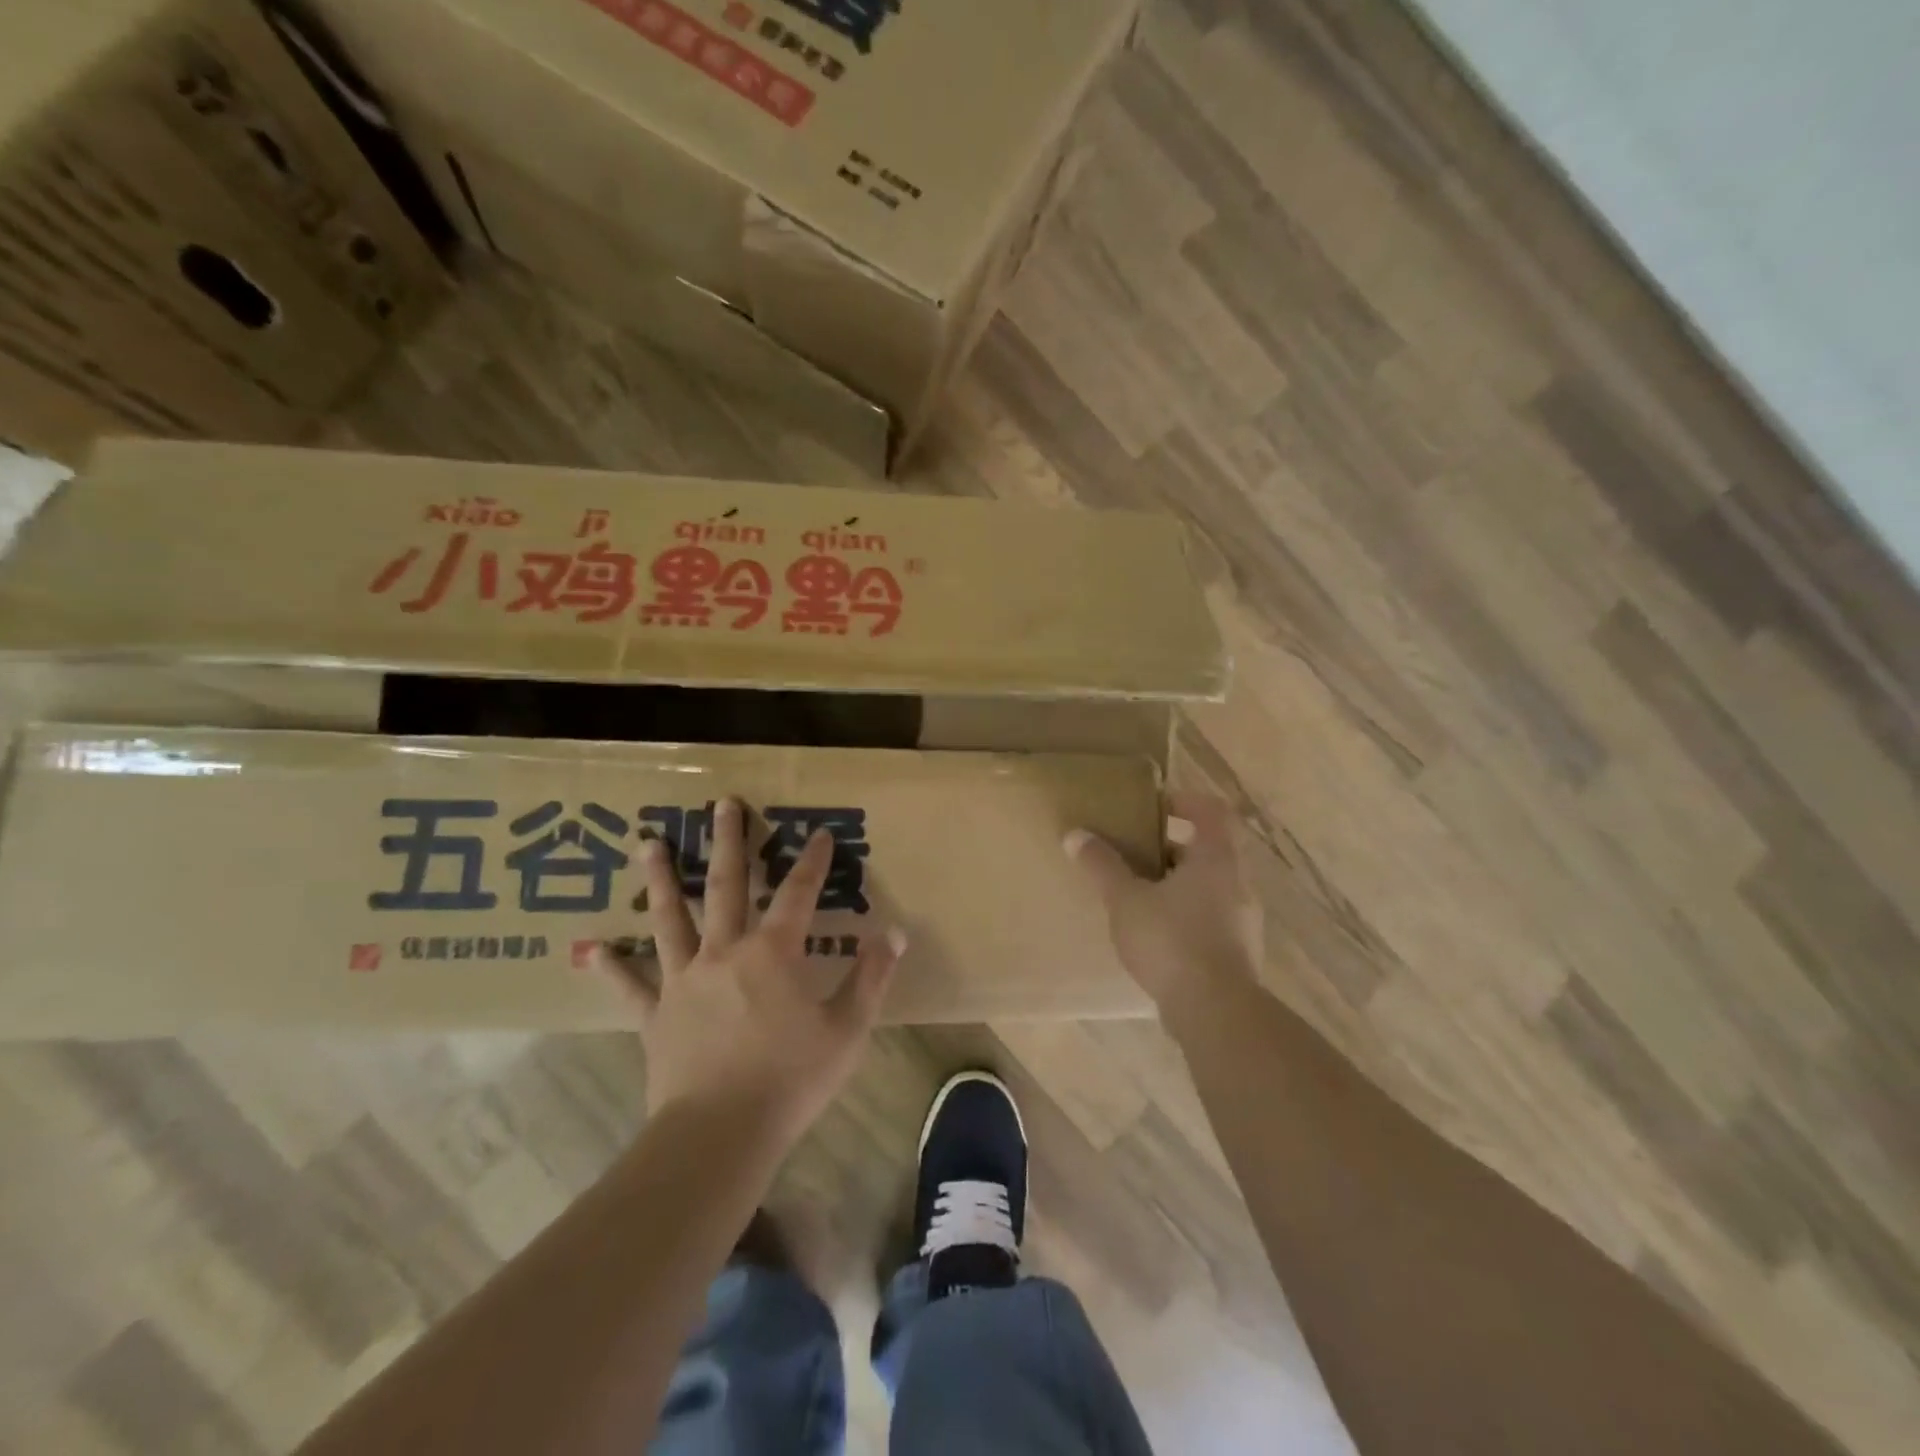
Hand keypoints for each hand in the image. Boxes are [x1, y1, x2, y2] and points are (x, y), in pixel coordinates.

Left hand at [596, 797, 903, 1148]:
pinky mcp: (655, 1014)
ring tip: (648, 843)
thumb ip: (871, 977)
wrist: (719, 1134)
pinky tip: (588, 948)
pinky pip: (629, 984)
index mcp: (772, 953)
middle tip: (721, 805)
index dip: (811, 862)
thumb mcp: (847, 1029)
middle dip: (728, 843)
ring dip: (662, 879)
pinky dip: (609, 965)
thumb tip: (896, 932)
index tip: (819, 833)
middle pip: (727, 886)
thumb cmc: (791, 1080)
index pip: (798, 894)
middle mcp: (724, 952)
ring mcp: (683, 980)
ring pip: (670, 919)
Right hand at [1065, 792, 1261, 1029]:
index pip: (1212, 810)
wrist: (1215, 1011)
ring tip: (1140, 892)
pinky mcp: (1239, 951)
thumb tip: (1075, 835)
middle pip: (1211, 848)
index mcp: (1217, 857)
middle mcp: (1239, 882)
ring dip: (1179, 882)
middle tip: (1138, 849)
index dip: (1185, 800)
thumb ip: (1102, 865)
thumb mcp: (1126, 899)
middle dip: (1173, 845)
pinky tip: (1156, 932)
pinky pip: (1212, 917)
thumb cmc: (1171, 940)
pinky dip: (1187, 913)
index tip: (1155, 804)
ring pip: (1211, 885)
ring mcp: (1244, 919)